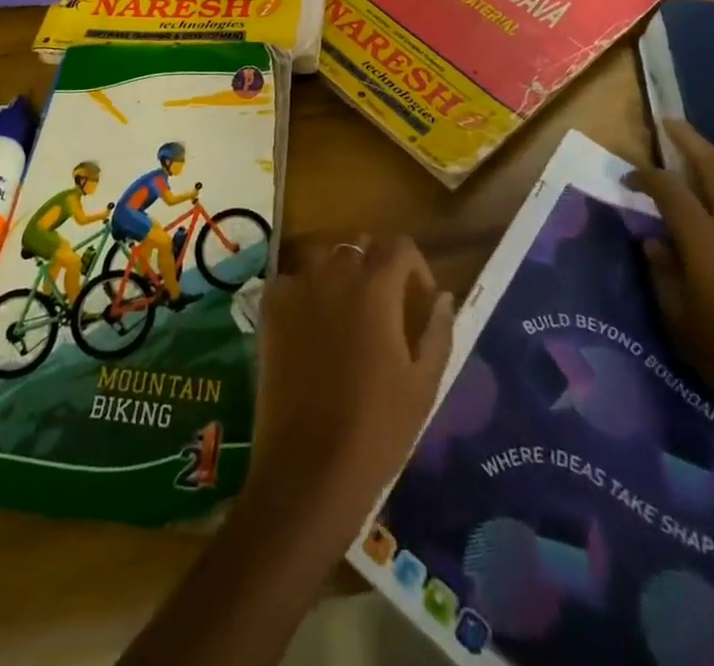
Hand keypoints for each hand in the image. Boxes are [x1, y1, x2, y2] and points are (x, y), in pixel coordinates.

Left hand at [244, 236, 453, 556]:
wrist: (309, 468)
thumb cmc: (378, 429)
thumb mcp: (424, 384)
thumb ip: (438, 331)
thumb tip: (443, 296)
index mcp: (376, 288)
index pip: (400, 246)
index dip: (415, 266)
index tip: (419, 299)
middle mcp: (335, 274)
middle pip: (359, 245)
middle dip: (376, 265)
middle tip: (384, 304)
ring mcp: (297, 288)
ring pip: (322, 254)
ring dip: (338, 269)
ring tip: (346, 306)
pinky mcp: (270, 309)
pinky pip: (290, 279)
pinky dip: (303, 288)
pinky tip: (311, 321)